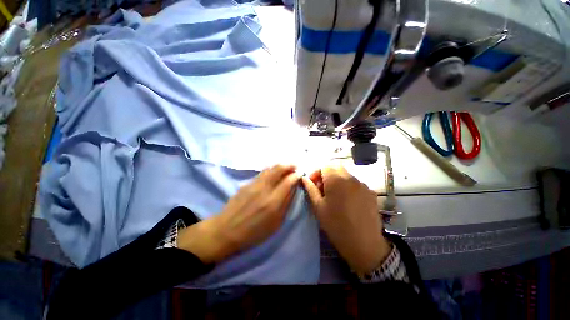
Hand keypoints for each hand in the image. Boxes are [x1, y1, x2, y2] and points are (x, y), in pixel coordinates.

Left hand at [178, 164, 300, 263]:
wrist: (226, 231)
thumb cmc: (254, 233)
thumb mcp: (275, 224)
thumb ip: (285, 205)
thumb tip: (293, 189)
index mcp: (273, 202)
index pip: (288, 181)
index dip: (296, 176)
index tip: (299, 174)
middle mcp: (264, 189)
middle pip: (278, 169)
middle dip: (289, 165)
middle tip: (294, 166)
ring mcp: (254, 185)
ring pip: (269, 169)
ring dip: (279, 165)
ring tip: (285, 166)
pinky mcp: (246, 184)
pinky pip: (261, 173)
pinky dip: (270, 170)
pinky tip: (272, 172)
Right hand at [302, 165, 390, 275]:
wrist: (364, 244)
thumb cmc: (336, 225)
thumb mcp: (318, 207)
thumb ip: (310, 189)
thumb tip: (304, 179)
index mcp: (336, 180)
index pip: (325, 166)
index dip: (317, 173)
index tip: (313, 183)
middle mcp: (351, 178)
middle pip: (336, 168)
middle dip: (327, 174)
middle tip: (323, 188)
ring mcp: (363, 185)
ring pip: (347, 175)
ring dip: (338, 180)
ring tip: (335, 196)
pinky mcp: (371, 193)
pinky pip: (356, 184)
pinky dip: (348, 187)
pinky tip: (348, 201)